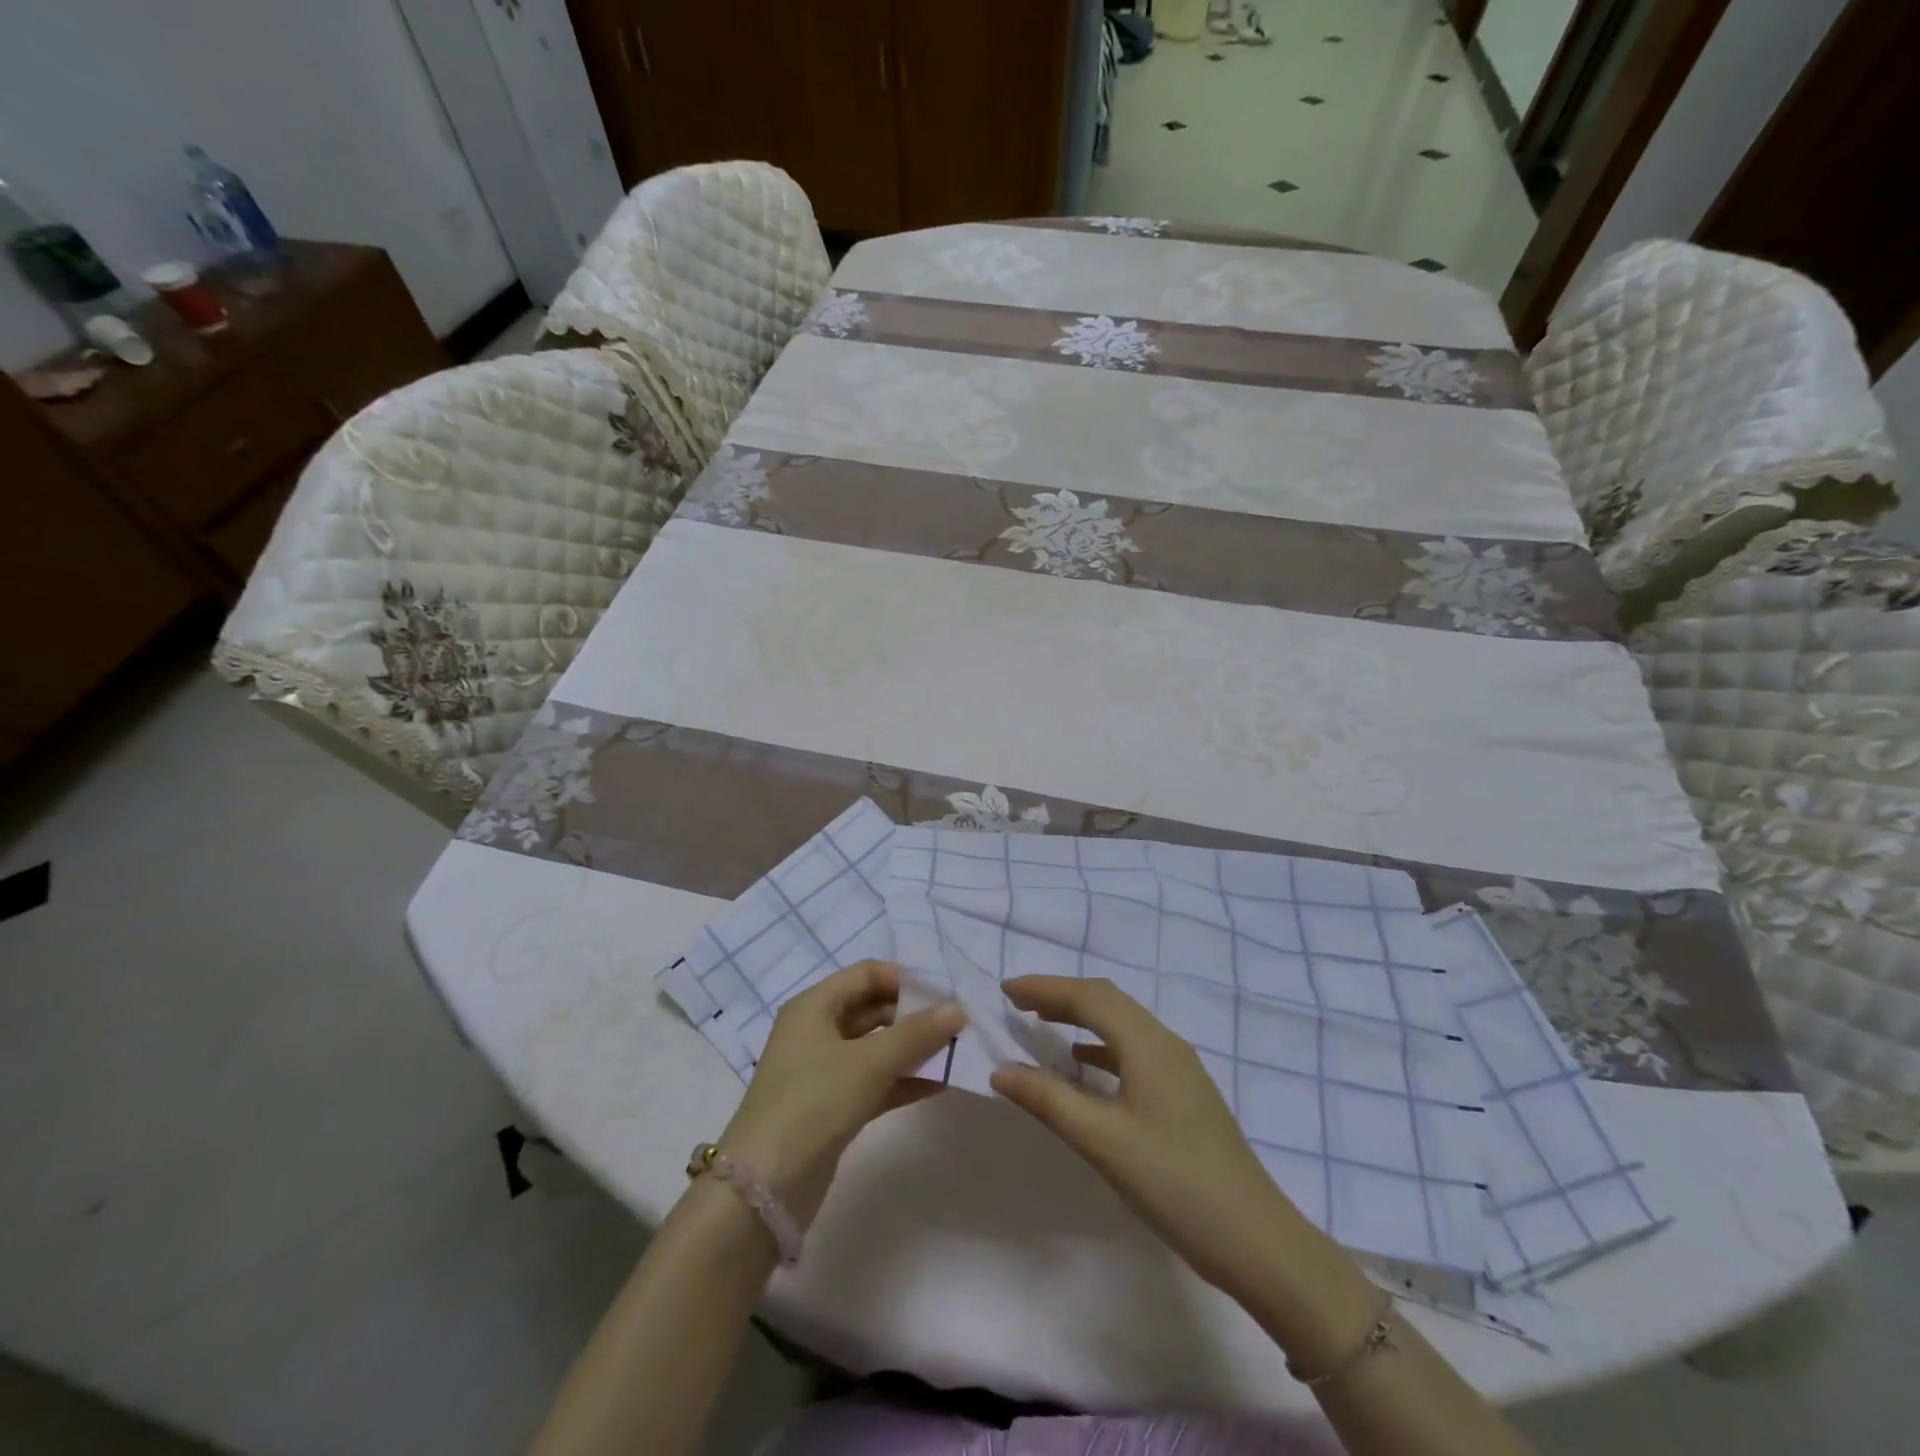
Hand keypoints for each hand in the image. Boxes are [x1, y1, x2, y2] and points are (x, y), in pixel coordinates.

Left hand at [718, 960, 962, 1227]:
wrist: (765, 1187)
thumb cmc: (813, 1102)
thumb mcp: (868, 1062)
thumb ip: (916, 1034)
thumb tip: (958, 1009)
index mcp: (815, 1006)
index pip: (867, 974)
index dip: (905, 979)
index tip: (945, 993)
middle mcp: (817, 1030)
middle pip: (873, 1008)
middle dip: (914, 1015)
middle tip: (957, 1025)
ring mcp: (824, 1070)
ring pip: (876, 1047)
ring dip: (913, 1049)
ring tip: (956, 1052)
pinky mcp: (833, 1107)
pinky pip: (875, 1082)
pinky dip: (903, 1080)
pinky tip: (940, 1084)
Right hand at [989, 975, 1300, 1293]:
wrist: (1256, 1239)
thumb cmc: (1174, 1183)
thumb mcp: (1102, 1141)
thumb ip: (1049, 1100)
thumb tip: (1001, 1070)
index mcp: (1148, 1044)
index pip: (1089, 996)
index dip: (1045, 988)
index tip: (1005, 990)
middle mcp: (1166, 1043)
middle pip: (1108, 1001)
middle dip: (1061, 996)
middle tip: (1019, 1004)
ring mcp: (1180, 1068)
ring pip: (1122, 1024)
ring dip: (1082, 1018)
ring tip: (1043, 1026)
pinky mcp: (1185, 1093)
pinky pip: (1134, 1050)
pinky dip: (1102, 1047)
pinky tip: (1085, 1066)